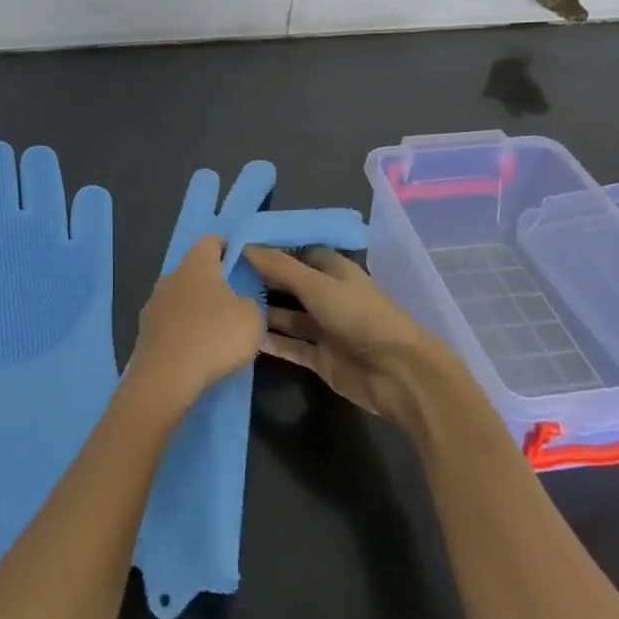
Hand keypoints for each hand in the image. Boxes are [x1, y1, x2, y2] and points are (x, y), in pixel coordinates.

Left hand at [124, 236, 264, 417]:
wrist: (166, 378)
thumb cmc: (214, 337)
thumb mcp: (252, 319)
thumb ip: (249, 303)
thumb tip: (237, 303)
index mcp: (196, 265)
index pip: (210, 241)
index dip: (226, 247)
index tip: (240, 262)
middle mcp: (171, 276)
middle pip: (194, 270)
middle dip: (212, 282)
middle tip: (233, 301)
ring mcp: (153, 303)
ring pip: (180, 297)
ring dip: (195, 308)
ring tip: (215, 330)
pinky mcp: (145, 330)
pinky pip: (170, 322)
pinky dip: (183, 329)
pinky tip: (195, 348)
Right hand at [245, 245, 472, 435]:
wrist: (396, 373)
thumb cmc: (358, 316)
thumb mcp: (316, 285)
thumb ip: (280, 267)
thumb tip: (244, 246)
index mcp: (334, 270)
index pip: (298, 252)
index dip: (272, 249)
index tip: (237, 247)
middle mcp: (328, 295)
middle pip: (290, 284)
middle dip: (262, 280)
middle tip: (221, 276)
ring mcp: (325, 328)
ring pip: (287, 316)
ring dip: (262, 312)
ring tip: (226, 306)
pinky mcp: (321, 357)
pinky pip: (290, 346)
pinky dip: (270, 342)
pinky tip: (242, 335)